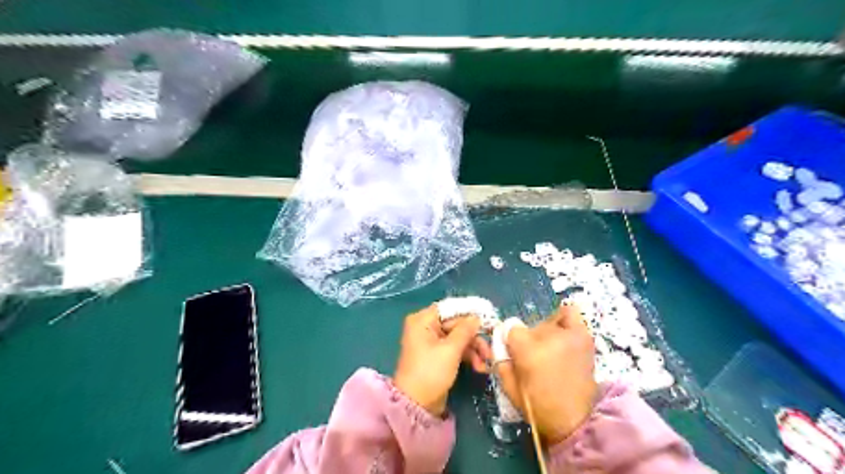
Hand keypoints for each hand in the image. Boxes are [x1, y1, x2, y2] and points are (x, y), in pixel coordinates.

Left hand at [391, 306, 477, 416]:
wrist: (416, 405)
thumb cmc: (430, 372)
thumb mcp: (451, 350)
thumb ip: (465, 330)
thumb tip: (477, 317)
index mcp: (422, 320)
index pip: (449, 308)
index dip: (469, 312)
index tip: (488, 317)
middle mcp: (425, 327)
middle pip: (456, 324)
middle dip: (474, 337)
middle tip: (489, 349)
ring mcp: (431, 342)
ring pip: (458, 337)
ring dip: (473, 349)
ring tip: (485, 363)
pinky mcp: (437, 355)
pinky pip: (455, 348)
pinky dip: (467, 356)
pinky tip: (479, 367)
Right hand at [497, 304, 595, 444]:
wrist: (573, 421)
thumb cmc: (537, 406)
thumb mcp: (508, 385)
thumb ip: (501, 358)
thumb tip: (500, 341)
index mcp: (526, 349)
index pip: (511, 328)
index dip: (511, 340)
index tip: (514, 352)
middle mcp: (547, 337)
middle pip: (531, 326)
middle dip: (529, 339)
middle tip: (535, 357)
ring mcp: (568, 335)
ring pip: (549, 321)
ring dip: (547, 333)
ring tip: (552, 349)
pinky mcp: (583, 337)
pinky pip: (571, 314)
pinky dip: (565, 321)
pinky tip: (564, 335)